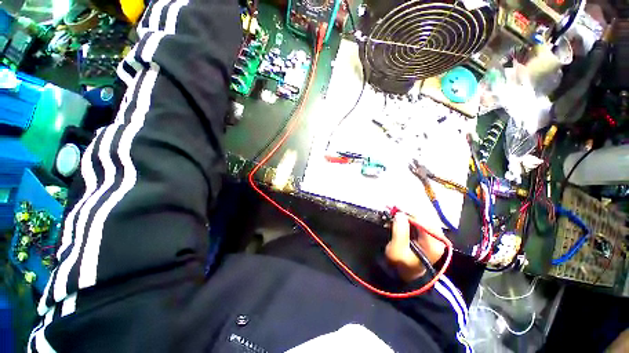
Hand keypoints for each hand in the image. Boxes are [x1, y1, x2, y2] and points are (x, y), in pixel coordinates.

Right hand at [385, 213, 446, 281]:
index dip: (408, 213)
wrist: (406, 275)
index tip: (395, 210)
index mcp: (434, 243)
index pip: (423, 220)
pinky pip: (421, 221)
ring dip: (410, 214)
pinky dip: (411, 218)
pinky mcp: (429, 235)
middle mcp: (438, 238)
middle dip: (409, 212)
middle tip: (395, 211)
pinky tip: (403, 219)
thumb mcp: (397, 250)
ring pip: (423, 217)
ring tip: (398, 214)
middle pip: (425, 217)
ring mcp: (435, 236)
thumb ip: (399, 231)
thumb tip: (400, 214)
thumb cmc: (401, 264)